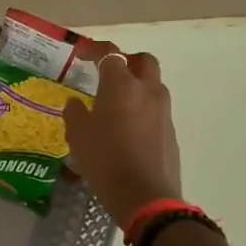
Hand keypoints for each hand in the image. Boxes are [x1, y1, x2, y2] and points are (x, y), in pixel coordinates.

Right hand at [63, 51, 182, 222]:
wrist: (145, 196)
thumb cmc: (105, 160)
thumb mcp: (78, 135)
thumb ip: (75, 113)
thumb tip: (76, 103)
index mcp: (121, 86)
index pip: (111, 54)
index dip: (95, 49)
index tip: (81, 53)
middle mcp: (147, 91)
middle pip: (143, 61)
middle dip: (126, 61)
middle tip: (108, 72)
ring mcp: (163, 111)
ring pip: (153, 85)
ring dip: (136, 85)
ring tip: (115, 102)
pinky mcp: (170, 132)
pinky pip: (155, 109)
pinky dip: (141, 109)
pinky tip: (125, 128)